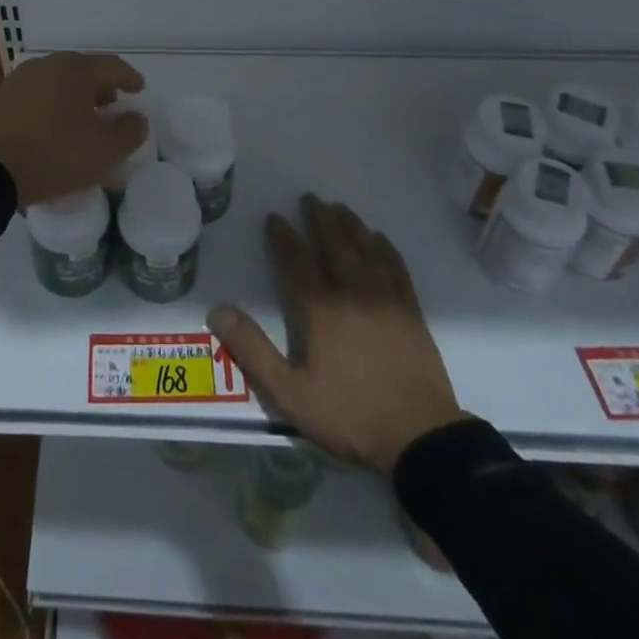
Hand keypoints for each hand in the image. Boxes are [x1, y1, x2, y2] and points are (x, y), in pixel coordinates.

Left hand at [0, 52, 147, 206]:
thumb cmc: (54, 155)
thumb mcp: (105, 151)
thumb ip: (130, 131)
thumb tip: (136, 117)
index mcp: (75, 69)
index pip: (111, 65)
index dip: (130, 77)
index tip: (139, 89)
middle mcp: (46, 65)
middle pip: (82, 70)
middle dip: (100, 86)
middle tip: (112, 103)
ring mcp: (19, 80)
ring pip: (57, 82)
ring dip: (74, 97)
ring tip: (82, 118)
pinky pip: (36, 97)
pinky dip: (51, 106)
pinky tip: (53, 128)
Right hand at [209, 195, 465, 475]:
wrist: (421, 439)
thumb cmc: (349, 415)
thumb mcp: (290, 393)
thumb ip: (252, 350)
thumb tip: (217, 310)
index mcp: (320, 309)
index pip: (297, 261)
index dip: (283, 237)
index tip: (275, 217)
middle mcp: (352, 293)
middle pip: (334, 244)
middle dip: (320, 218)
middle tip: (310, 198)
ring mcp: (386, 299)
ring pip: (365, 249)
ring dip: (350, 225)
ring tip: (339, 208)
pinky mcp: (412, 312)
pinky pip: (396, 267)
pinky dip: (385, 248)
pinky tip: (379, 239)